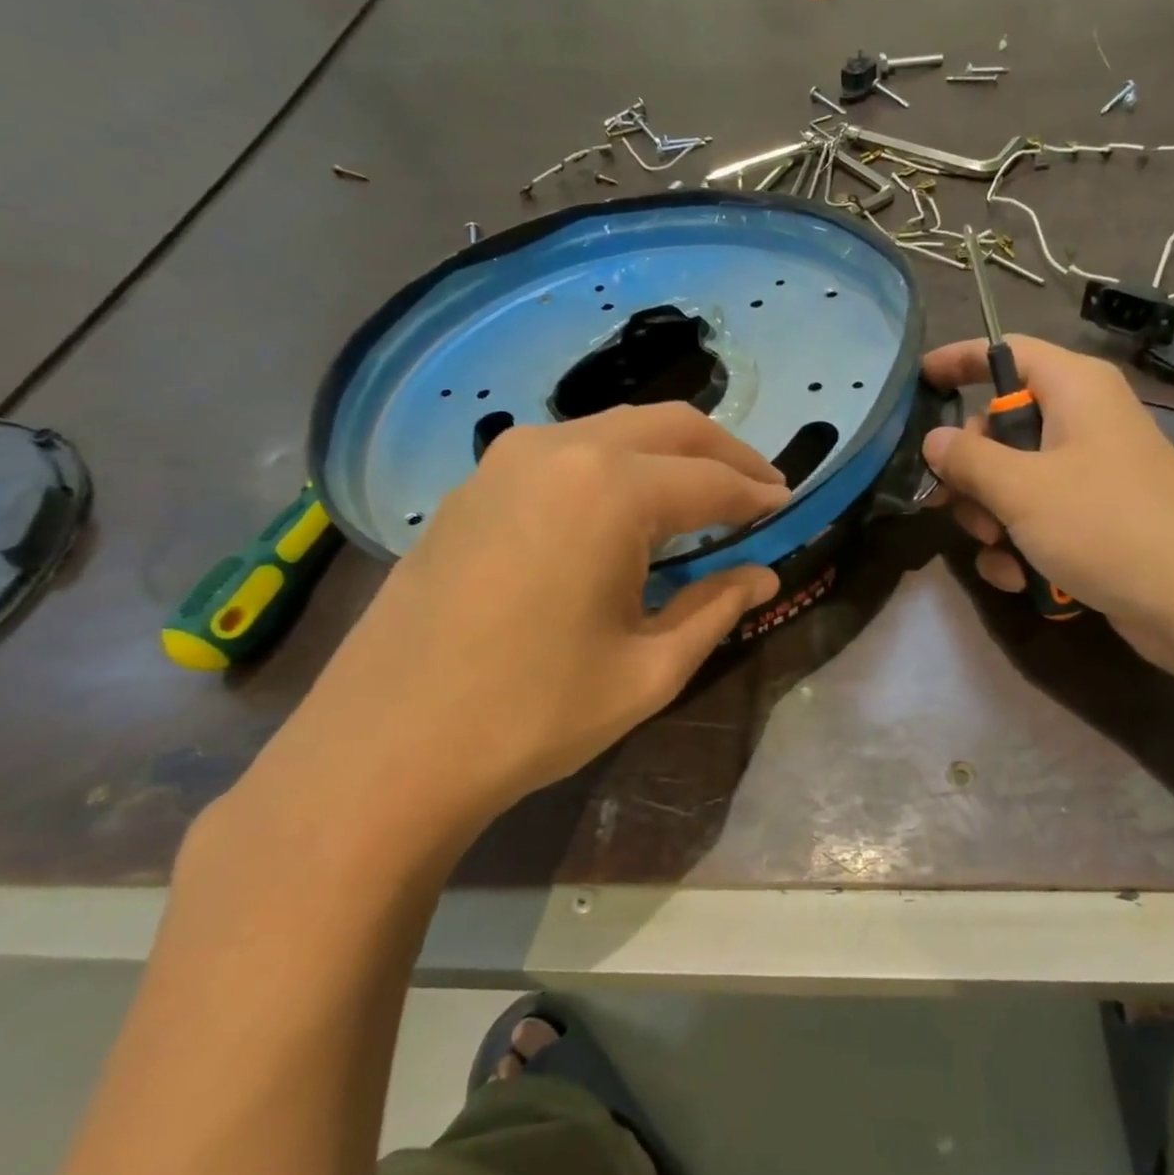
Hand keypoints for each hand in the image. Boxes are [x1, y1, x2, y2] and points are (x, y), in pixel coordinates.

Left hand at [246, 404, 788, 854]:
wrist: (384, 748)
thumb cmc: (534, 712)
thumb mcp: (649, 668)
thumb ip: (716, 608)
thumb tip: (763, 576)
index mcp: (611, 490)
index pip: (712, 480)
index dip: (758, 494)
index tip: (789, 506)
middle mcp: (561, 450)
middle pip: (669, 426)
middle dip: (725, 453)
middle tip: (760, 488)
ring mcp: (508, 460)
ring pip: (616, 429)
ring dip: (670, 453)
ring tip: (702, 497)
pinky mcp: (476, 484)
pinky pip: (568, 452)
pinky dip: (617, 465)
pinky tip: (626, 509)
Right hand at [921, 335, 1173, 665]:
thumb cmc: (1105, 526)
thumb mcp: (1021, 489)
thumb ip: (968, 458)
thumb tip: (934, 440)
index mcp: (1075, 388)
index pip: (1006, 352)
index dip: (959, 360)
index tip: (918, 382)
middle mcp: (1086, 419)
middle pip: (1002, 426)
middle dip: (972, 472)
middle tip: (952, 505)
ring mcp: (1093, 471)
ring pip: (1015, 479)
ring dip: (992, 517)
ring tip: (998, 550)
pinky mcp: (1098, 516)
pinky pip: (1040, 516)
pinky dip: (1021, 543)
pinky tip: (1020, 578)